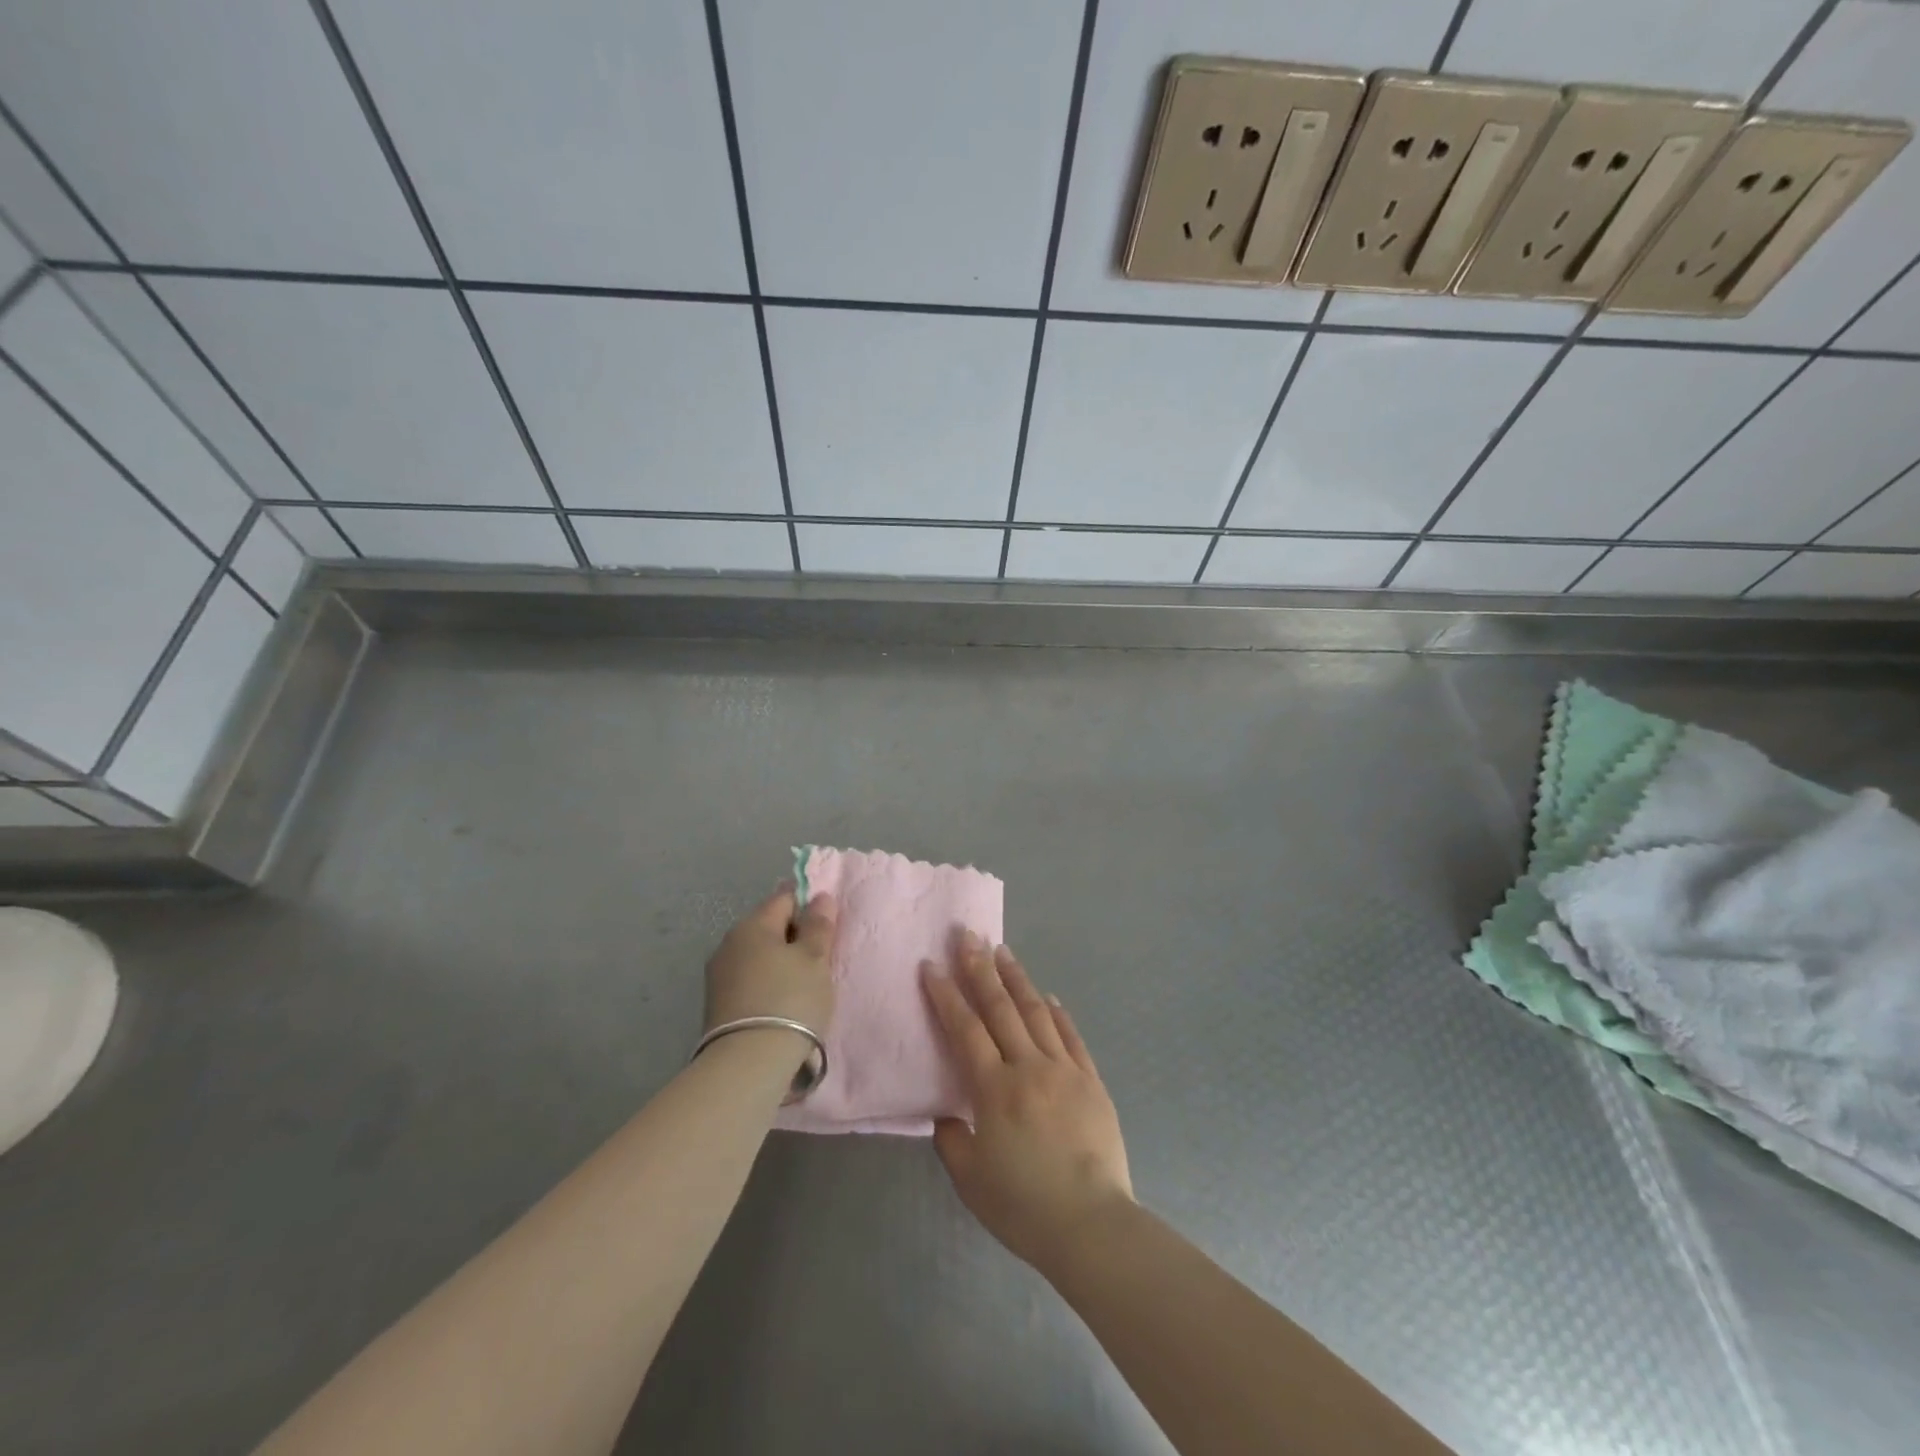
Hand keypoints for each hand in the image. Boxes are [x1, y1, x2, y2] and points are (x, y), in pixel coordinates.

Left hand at [704, 886, 837, 1052]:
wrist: (749, 1064)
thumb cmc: (790, 1000)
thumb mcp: (815, 959)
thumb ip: (818, 925)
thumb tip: (819, 897)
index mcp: (752, 924)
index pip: (784, 898)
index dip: (809, 908)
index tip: (827, 931)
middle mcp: (729, 943)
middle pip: (769, 927)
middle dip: (794, 938)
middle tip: (820, 961)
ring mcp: (719, 976)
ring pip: (758, 956)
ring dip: (780, 964)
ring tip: (803, 987)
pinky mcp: (717, 1005)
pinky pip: (750, 981)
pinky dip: (767, 985)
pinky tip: (783, 1005)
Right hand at [923, 932, 1132, 1271]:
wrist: (1092, 1224)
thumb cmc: (1024, 1206)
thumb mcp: (971, 1180)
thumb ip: (952, 1140)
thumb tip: (947, 1113)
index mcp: (995, 1090)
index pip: (965, 1030)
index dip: (946, 995)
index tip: (932, 965)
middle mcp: (1029, 1068)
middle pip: (1000, 1008)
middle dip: (980, 969)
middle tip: (968, 935)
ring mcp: (1064, 1070)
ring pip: (1036, 1012)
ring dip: (1017, 979)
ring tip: (1003, 951)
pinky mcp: (1091, 1080)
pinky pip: (1071, 1037)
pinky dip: (1058, 1013)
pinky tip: (1048, 996)